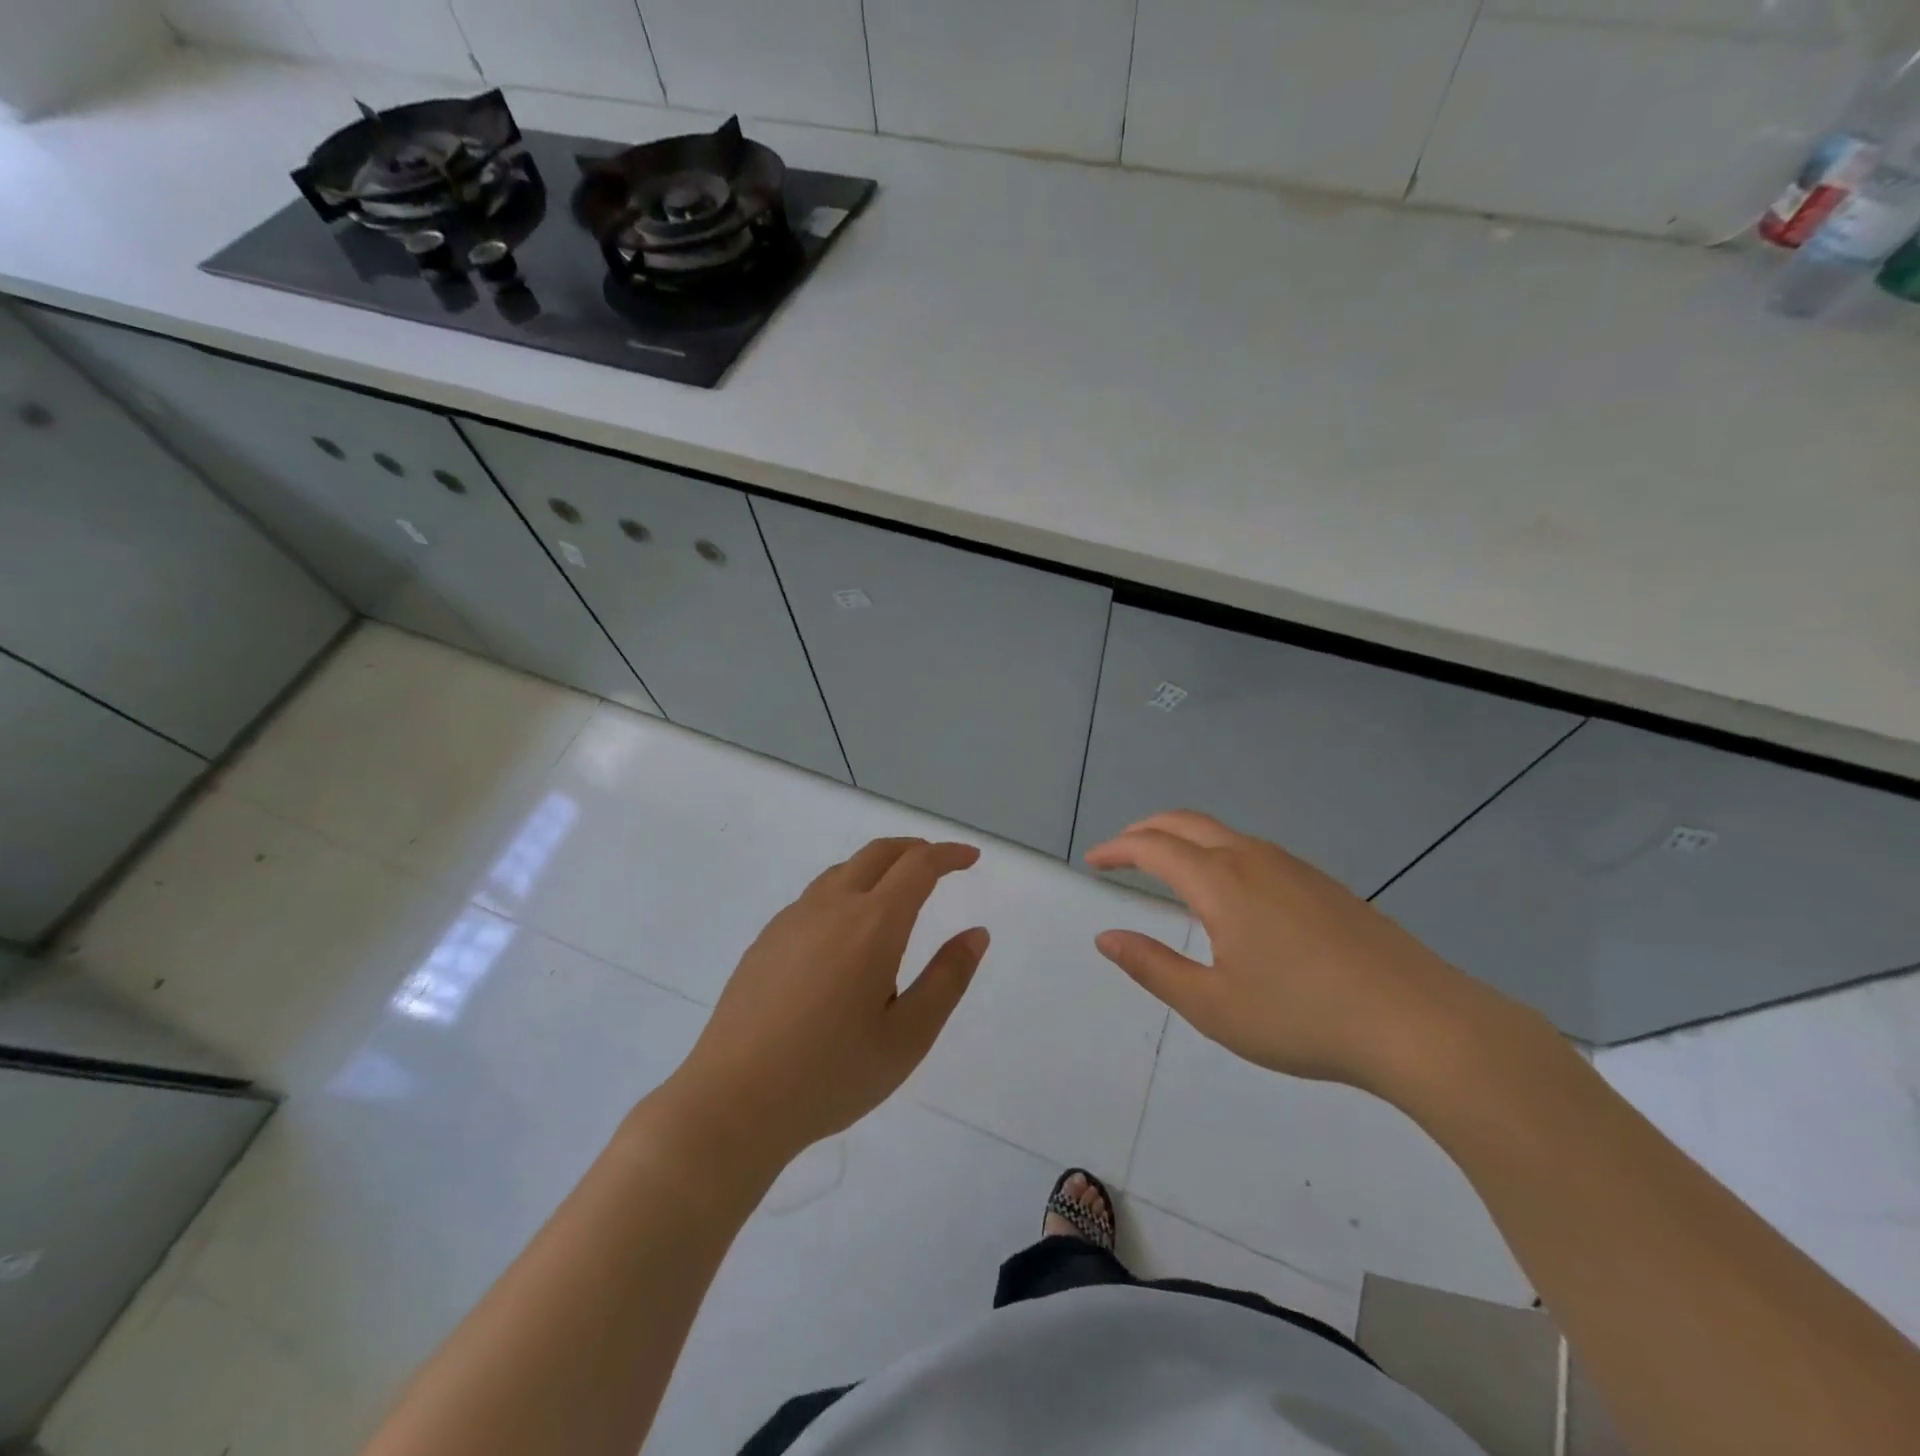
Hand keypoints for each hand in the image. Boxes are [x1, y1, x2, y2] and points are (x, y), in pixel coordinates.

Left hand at [662, 837, 988, 1175]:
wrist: (732, 1102)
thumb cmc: (831, 1074)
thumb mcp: (908, 1037)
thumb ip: (947, 979)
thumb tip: (976, 933)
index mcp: (873, 924)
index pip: (919, 866)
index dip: (949, 855)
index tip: (971, 859)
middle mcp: (832, 906)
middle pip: (878, 853)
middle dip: (915, 849)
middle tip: (940, 864)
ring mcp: (792, 919)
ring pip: (843, 871)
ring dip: (878, 867)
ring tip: (896, 895)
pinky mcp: (766, 940)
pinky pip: (815, 896)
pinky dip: (847, 890)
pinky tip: (845, 933)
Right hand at [1087, 811, 1492, 1092]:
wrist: (1420, 1023)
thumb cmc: (1303, 1017)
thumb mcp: (1212, 1005)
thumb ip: (1152, 967)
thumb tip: (1106, 938)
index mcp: (1220, 881)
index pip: (1152, 847)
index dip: (1117, 849)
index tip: (1093, 861)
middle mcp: (1253, 858)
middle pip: (1186, 822)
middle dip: (1145, 830)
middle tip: (1120, 851)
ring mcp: (1294, 867)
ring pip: (1223, 834)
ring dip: (1184, 839)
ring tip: (1167, 867)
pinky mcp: (1324, 885)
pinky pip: (1254, 851)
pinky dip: (1219, 853)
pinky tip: (1230, 892)